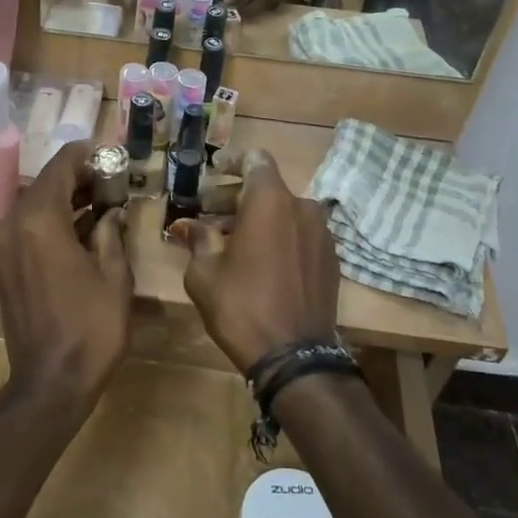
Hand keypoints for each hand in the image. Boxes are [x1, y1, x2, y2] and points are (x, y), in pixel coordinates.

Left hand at [0, 142, 133, 406]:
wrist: (51, 381)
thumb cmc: (91, 327)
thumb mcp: (114, 275)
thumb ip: (110, 233)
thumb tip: (110, 212)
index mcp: (39, 221)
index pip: (60, 168)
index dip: (84, 155)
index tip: (106, 151)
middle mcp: (12, 225)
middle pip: (44, 185)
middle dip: (76, 178)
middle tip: (109, 178)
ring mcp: (1, 247)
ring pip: (33, 206)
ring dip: (62, 199)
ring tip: (99, 199)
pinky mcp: (1, 265)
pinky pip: (25, 228)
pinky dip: (49, 221)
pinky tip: (79, 227)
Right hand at [173, 151, 338, 374]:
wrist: (295, 357)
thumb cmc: (241, 306)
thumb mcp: (205, 272)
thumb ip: (198, 239)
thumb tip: (186, 225)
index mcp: (271, 201)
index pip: (256, 160)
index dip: (234, 162)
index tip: (215, 173)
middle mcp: (302, 208)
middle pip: (268, 188)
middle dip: (237, 197)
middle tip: (210, 214)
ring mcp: (322, 234)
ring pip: (285, 213)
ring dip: (259, 219)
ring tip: (232, 241)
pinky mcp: (331, 260)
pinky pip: (300, 235)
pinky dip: (279, 238)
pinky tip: (260, 261)